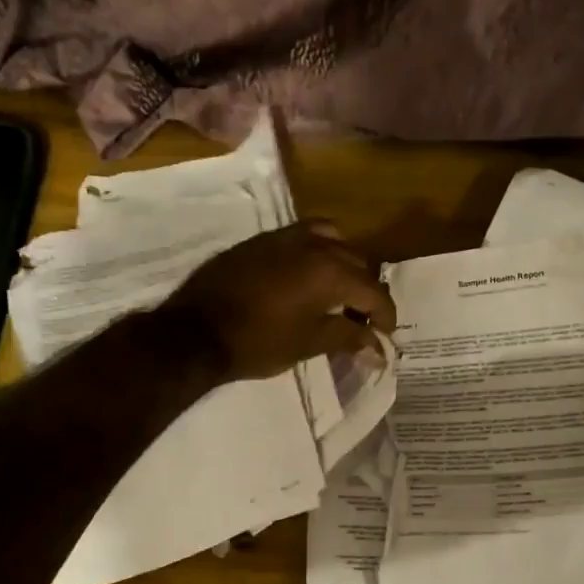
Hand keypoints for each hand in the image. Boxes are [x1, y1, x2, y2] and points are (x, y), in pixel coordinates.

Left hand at [160, 219, 396, 381]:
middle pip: (357, 262)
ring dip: (344, 265)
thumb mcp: (309, 344)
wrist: (197, 331)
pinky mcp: (262, 240)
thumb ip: (348, 338)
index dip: (385, 315)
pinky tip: (308, 277)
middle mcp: (314, 245)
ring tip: (338, 292)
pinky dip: (318, 252)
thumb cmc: (258, 342)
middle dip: (366, 291)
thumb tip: (378, 347)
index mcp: (330, 271)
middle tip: (363, 320)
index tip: (386, 336)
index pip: (373, 291)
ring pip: (332, 241)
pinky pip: (303, 236)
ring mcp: (285, 237)